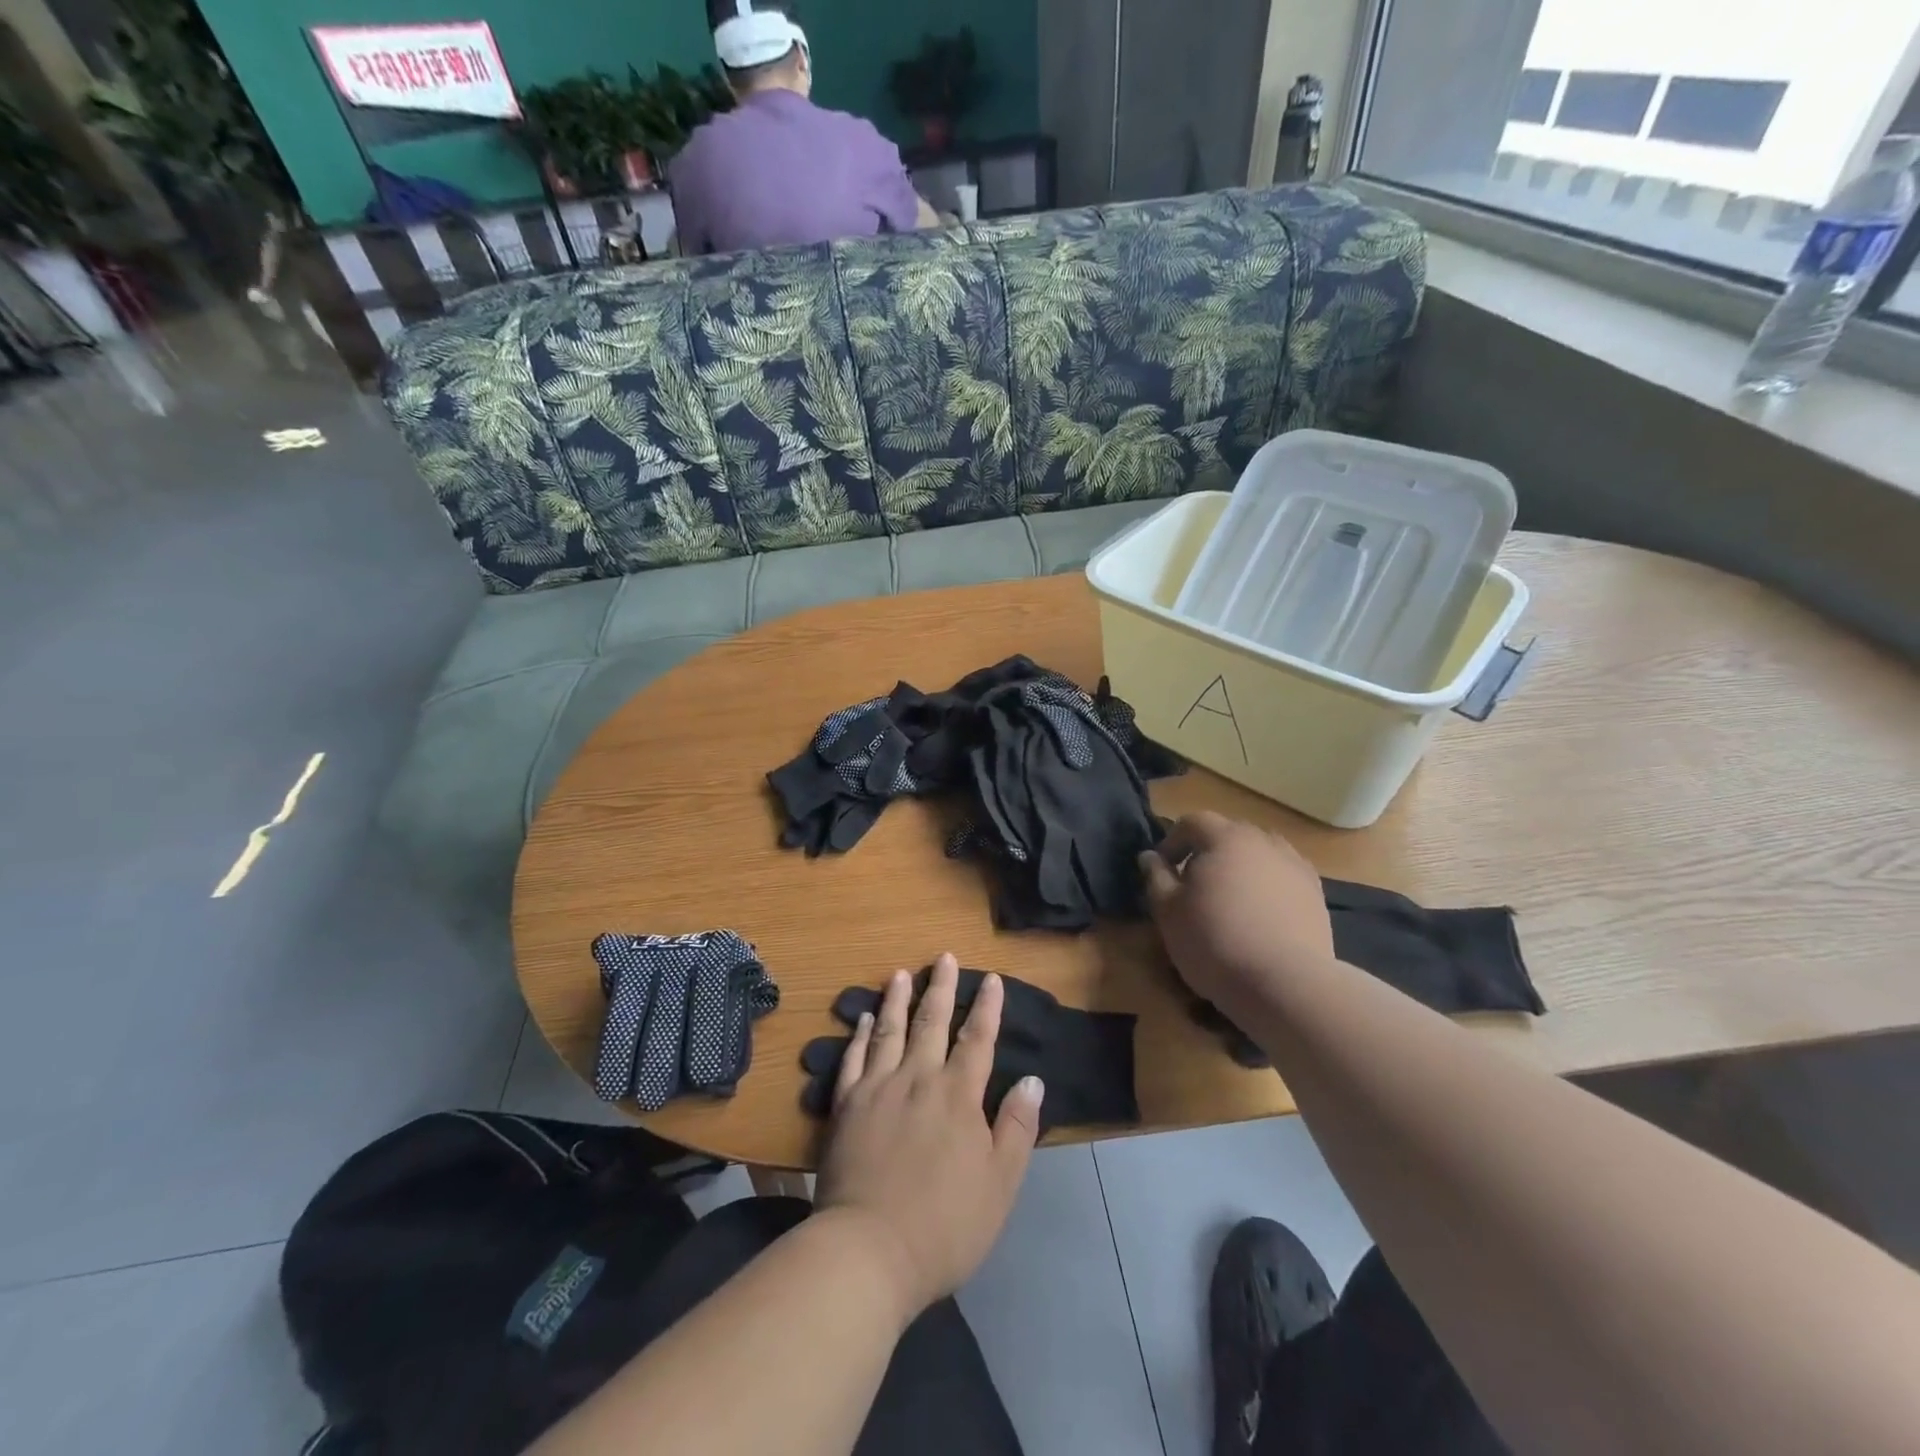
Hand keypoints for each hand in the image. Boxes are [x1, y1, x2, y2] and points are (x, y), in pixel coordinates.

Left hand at [814, 953, 1043, 1318]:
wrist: (869, 1250)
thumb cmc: (945, 1224)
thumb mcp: (1000, 1183)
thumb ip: (1017, 1127)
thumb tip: (1032, 1079)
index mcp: (958, 1095)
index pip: (977, 1039)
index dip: (986, 1007)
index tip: (991, 979)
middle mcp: (918, 1078)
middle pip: (932, 1022)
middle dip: (941, 987)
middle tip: (943, 957)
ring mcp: (878, 1088)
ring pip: (890, 1030)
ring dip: (897, 999)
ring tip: (900, 973)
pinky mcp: (846, 1106)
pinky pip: (854, 1058)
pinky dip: (860, 1035)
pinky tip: (863, 1019)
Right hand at [1138, 811, 1333, 1003]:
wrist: (1285, 983)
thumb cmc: (1214, 941)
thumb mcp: (1168, 911)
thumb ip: (1156, 877)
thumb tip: (1150, 856)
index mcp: (1225, 838)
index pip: (1192, 822)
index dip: (1172, 842)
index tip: (1163, 870)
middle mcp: (1264, 841)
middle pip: (1228, 835)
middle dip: (1207, 853)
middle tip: (1193, 886)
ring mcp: (1296, 866)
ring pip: (1259, 855)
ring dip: (1240, 868)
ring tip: (1229, 900)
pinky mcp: (1316, 894)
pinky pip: (1282, 878)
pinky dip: (1267, 887)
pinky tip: (1260, 916)